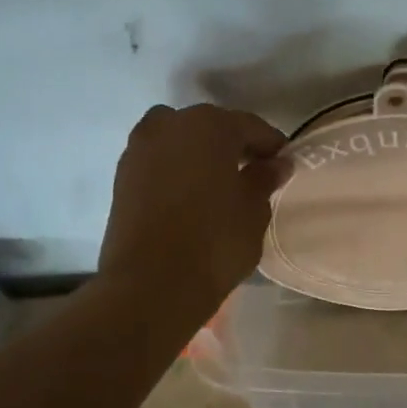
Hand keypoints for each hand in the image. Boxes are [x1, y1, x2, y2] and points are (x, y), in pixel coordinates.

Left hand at [99, 103, 289, 316]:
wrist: (151, 284)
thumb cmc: (215, 241)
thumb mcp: (254, 210)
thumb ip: (265, 179)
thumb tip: (275, 164)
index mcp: (210, 125)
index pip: (251, 126)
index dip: (272, 145)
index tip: (284, 165)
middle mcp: (170, 124)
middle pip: (211, 127)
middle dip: (233, 146)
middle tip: (253, 173)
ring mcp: (140, 148)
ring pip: (180, 141)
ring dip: (200, 155)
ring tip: (219, 185)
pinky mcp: (122, 176)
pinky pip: (159, 162)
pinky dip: (176, 171)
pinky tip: (191, 197)